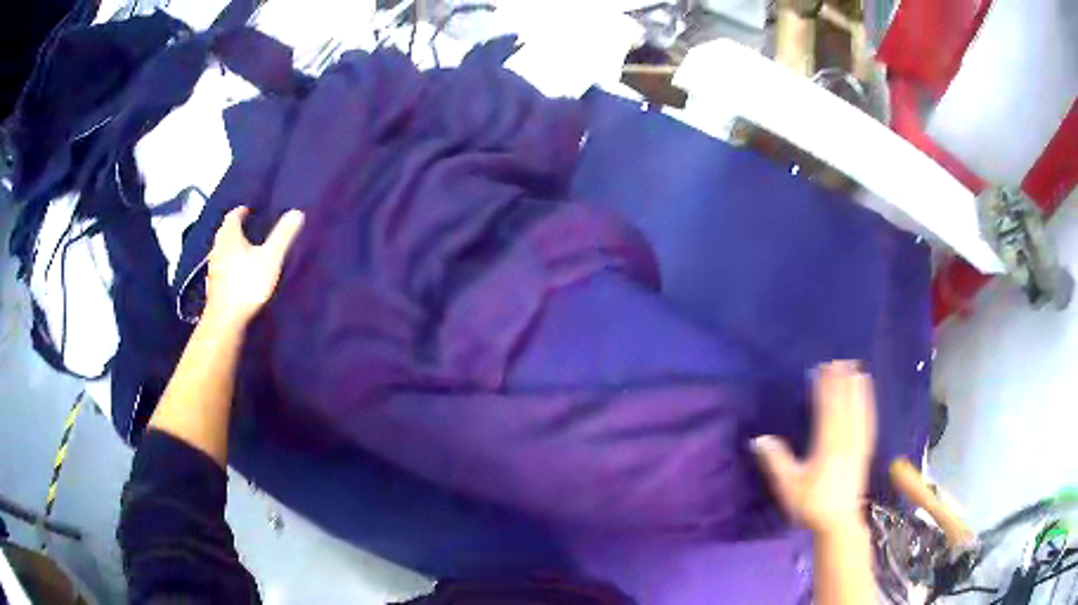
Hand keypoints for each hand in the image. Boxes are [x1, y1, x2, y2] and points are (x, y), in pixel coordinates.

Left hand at [204, 207, 303, 326]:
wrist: (226, 318)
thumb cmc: (247, 284)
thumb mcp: (270, 257)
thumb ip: (283, 236)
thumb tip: (297, 213)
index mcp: (230, 237)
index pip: (232, 217)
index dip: (240, 212)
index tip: (248, 211)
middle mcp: (218, 249)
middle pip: (224, 233)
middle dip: (233, 229)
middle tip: (245, 228)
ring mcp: (213, 268)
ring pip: (220, 251)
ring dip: (229, 247)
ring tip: (241, 250)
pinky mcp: (213, 286)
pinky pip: (220, 268)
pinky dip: (226, 265)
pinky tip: (233, 274)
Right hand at [752, 360, 876, 533]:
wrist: (838, 522)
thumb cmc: (810, 505)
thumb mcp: (788, 486)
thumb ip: (776, 461)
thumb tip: (759, 439)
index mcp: (827, 447)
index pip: (828, 411)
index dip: (826, 388)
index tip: (824, 368)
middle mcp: (846, 442)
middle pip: (846, 407)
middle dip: (844, 383)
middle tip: (842, 360)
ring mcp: (858, 446)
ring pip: (860, 413)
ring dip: (859, 391)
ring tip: (859, 371)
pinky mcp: (865, 452)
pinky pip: (868, 424)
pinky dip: (869, 407)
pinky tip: (868, 399)